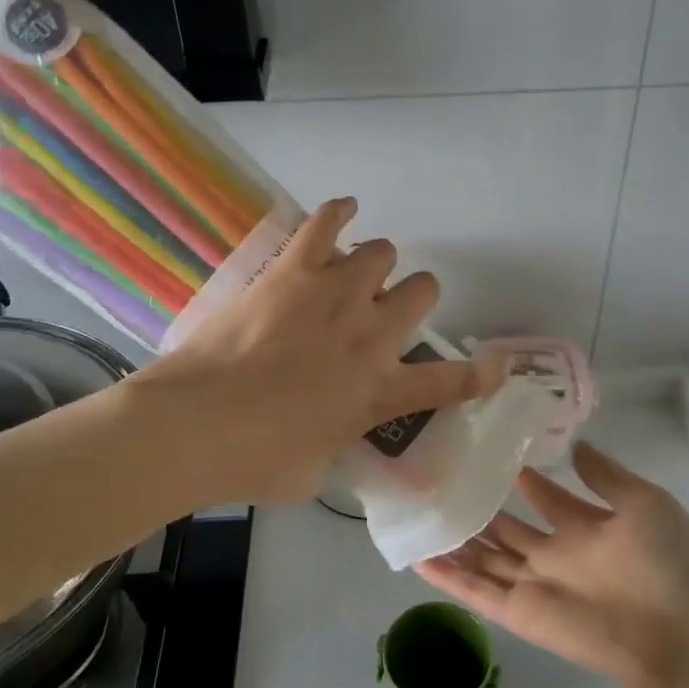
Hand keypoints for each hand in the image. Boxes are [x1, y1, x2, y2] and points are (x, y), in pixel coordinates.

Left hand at [131, 197, 499, 506]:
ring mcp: (336, 294)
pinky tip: (343, 212)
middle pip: (423, 291)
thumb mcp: (313, 475)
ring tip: (350, 278)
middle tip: (381, 316)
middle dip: (411, 300)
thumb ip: (336, 448)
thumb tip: (332, 439)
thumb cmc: (253, 462)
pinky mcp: (294, 269)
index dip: (481, 374)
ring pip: (382, 252)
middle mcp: (371, 334)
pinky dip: (340, 212)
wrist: (194, 425)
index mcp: (381, 391)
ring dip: (374, 267)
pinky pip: (328, 221)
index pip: (453, 381)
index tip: (494, 367)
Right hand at [418, 442, 688, 687]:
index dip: (524, 480)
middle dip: (481, 510)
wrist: (681, 637)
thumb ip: (605, 476)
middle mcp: (557, 556)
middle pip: (509, 531)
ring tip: (422, 515)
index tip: (493, 454)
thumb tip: (576, 444)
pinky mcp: (521, 613)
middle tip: (446, 481)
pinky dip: (448, 578)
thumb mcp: (644, 503)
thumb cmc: (669, 564)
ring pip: (486, 560)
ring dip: (457, 543)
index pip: (547, 499)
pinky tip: (419, 557)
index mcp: (588, 530)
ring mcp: (536, 586)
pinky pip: (478, 592)